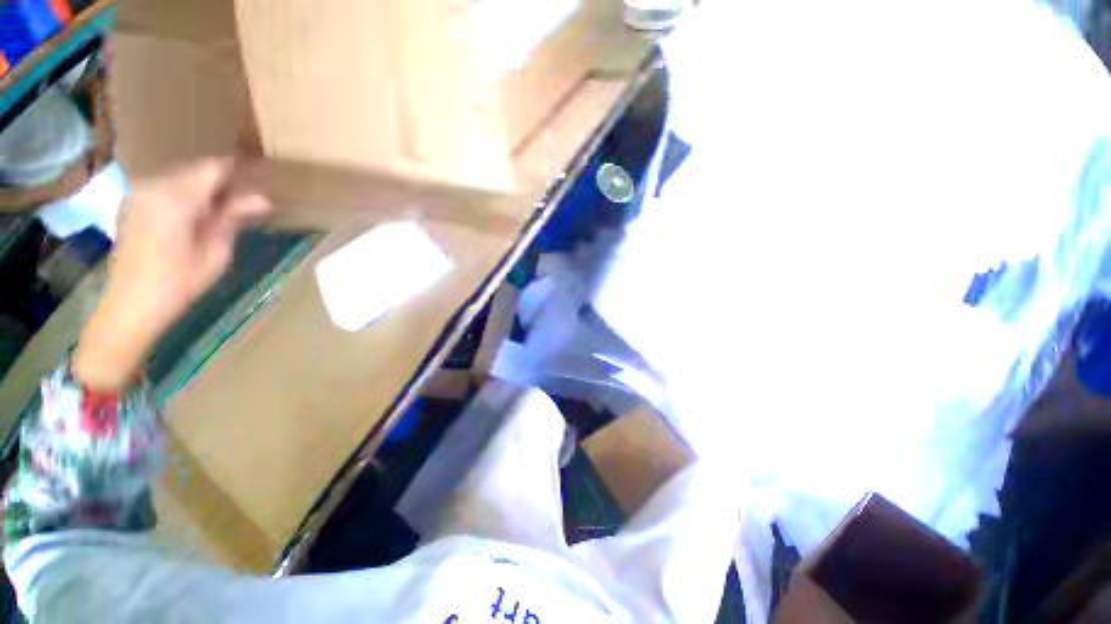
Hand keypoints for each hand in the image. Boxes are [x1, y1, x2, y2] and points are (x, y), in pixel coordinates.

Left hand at [74, 159, 270, 390]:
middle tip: (249, 198)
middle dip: (223, 181)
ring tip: (227, 207)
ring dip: (205, 188)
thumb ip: (234, 218)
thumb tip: (263, 199)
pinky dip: (187, 195)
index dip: (239, 170)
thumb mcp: (216, 251)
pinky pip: (167, 188)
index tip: (262, 176)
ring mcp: (139, 193)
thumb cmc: (180, 281)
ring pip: (182, 178)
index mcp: (176, 197)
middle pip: (197, 171)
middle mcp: (154, 186)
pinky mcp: (133, 204)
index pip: (214, 169)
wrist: (132, 303)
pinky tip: (199, 214)